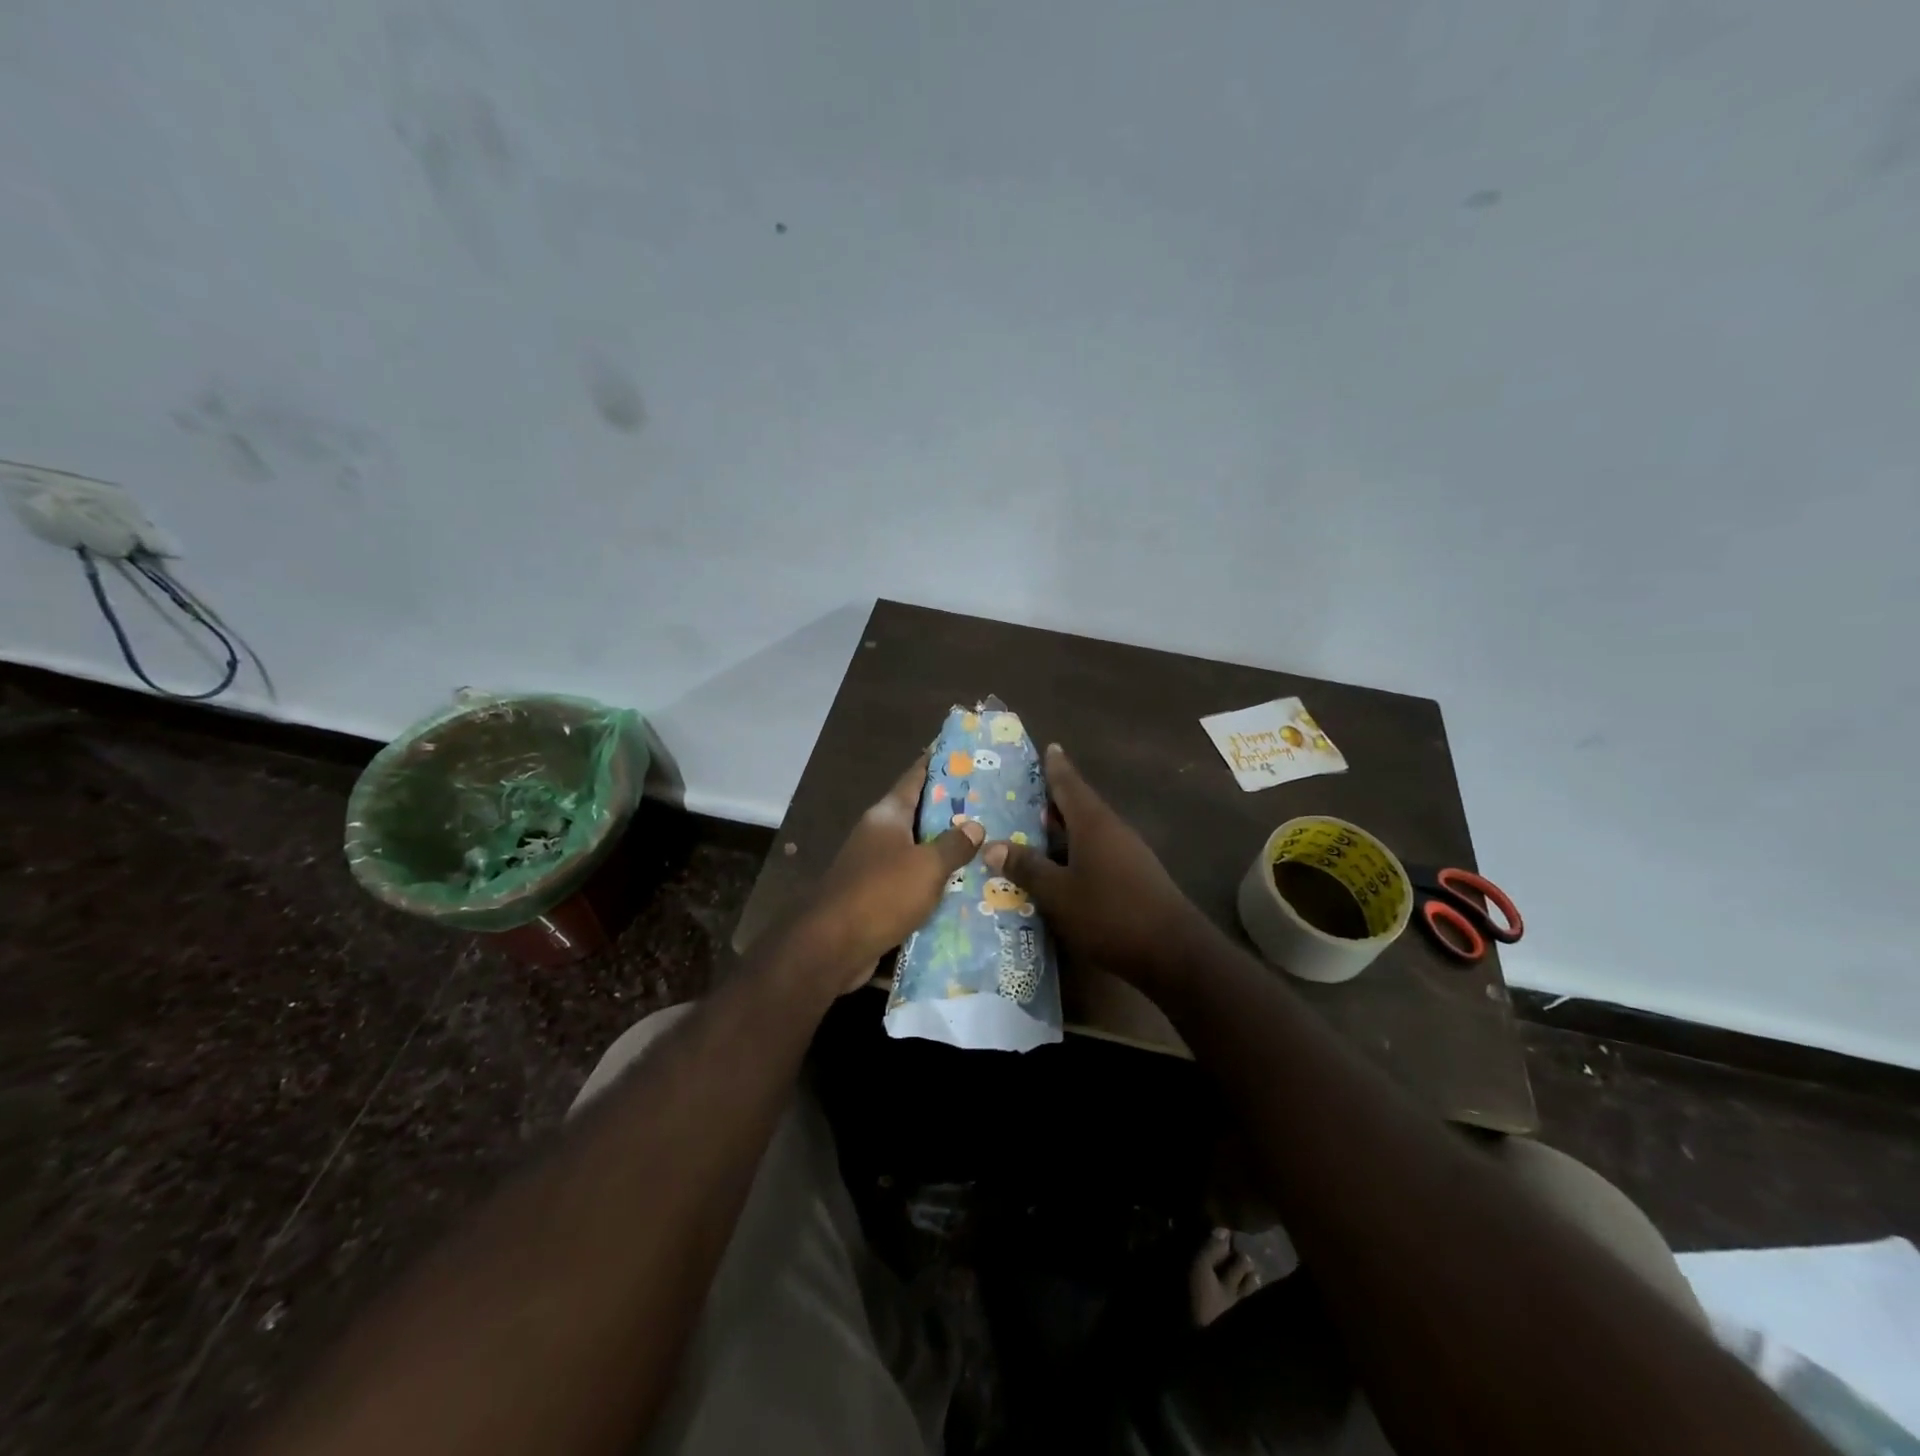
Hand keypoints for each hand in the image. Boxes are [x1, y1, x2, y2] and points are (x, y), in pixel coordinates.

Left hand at [801, 755, 984, 991]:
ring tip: (985, 845)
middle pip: (918, 814)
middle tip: (990, 804)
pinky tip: (962, 887)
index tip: (962, 752)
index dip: (937, 763)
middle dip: (950, 810)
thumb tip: (975, 826)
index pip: (915, 777)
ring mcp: (874, 865)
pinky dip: (933, 881)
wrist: (832, 946)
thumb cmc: (882, 893)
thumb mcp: (927, 866)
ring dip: (944, 849)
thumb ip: (953, 844)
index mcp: (887, 815)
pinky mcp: (875, 896)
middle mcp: (878, 834)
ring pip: (916, 849)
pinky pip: (911, 881)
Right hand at [983, 744, 1213, 984]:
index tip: (1049, 746)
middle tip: (1024, 793)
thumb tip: (992, 845)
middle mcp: (1112, 830)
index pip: (1069, 784)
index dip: (1056, 767)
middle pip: (1079, 806)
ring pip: (1088, 831)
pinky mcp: (1135, 875)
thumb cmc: (1110, 914)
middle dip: (1053, 799)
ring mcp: (1127, 853)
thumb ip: (1027, 868)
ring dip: (1063, 829)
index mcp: (1093, 823)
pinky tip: (1061, 868)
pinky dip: (1076, 851)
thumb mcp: (1058, 893)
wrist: (1173, 951)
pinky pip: (1098, 851)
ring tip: (1034, 831)